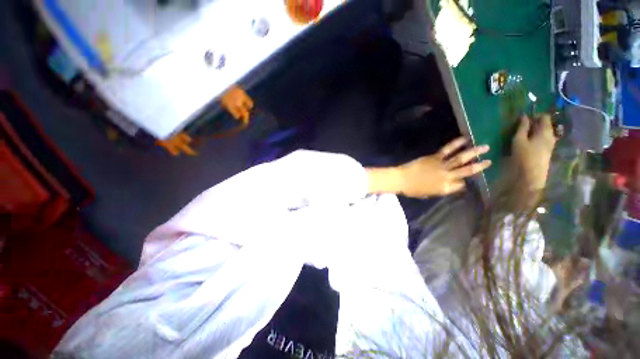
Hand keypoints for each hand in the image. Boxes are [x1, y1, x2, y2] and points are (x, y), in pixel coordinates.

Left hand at [367, 137, 490, 197]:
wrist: (401, 180)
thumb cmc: (412, 189)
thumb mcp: (429, 194)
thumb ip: (441, 189)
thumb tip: (451, 185)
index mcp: (445, 189)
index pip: (460, 185)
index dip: (464, 182)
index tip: (467, 179)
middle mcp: (447, 177)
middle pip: (466, 171)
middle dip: (479, 166)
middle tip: (490, 161)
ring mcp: (441, 166)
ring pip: (461, 159)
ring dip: (474, 152)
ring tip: (485, 147)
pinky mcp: (435, 158)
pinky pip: (448, 150)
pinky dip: (456, 144)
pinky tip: (465, 139)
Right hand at [512, 115, 556, 190]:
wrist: (531, 176)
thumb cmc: (524, 156)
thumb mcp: (519, 140)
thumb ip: (522, 128)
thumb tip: (524, 116)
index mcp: (545, 131)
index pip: (544, 117)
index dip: (535, 115)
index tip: (524, 118)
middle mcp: (551, 136)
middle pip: (545, 125)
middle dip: (535, 123)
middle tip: (522, 126)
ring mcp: (550, 144)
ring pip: (543, 133)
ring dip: (535, 131)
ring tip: (523, 134)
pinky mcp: (546, 152)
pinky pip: (542, 140)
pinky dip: (536, 138)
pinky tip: (527, 142)